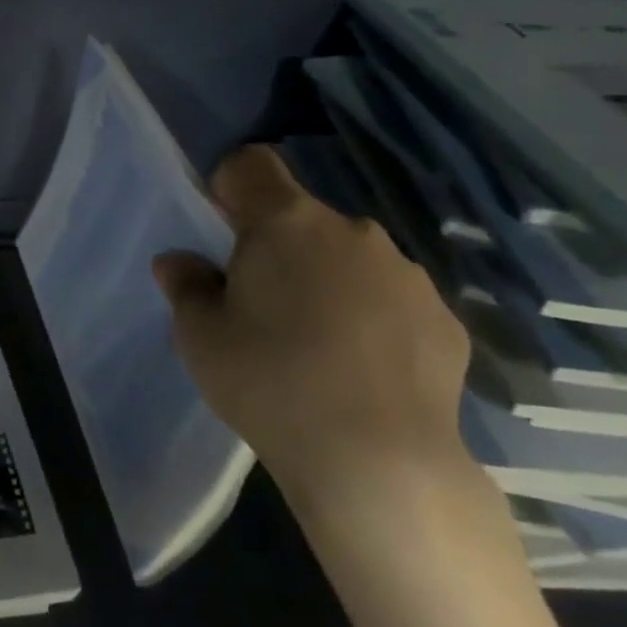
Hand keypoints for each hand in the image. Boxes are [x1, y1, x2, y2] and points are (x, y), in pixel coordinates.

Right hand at [151, 146, 472, 532]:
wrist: (377, 460)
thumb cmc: (268, 382)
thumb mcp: (199, 337)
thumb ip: (186, 287)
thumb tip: (181, 262)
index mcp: (286, 223)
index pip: (252, 165)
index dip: (229, 187)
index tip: (221, 233)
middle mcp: (352, 231)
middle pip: (301, 218)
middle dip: (277, 248)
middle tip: (260, 307)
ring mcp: (407, 274)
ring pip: (349, 259)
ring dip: (326, 282)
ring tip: (315, 347)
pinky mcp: (445, 319)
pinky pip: (391, 300)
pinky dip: (371, 319)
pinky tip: (361, 372)